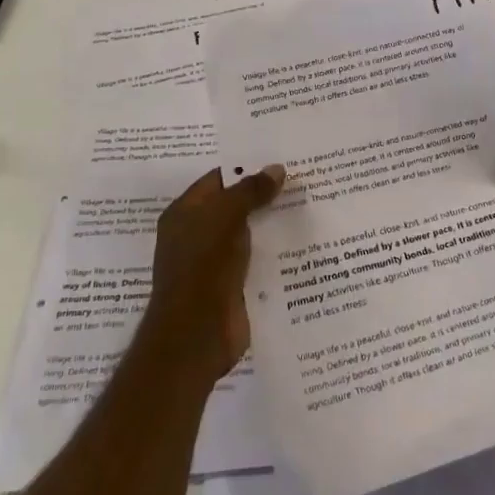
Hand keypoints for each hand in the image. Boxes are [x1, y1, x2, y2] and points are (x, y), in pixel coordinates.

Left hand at [145, 163, 284, 380]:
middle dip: (264, 194)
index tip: (281, 159)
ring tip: (309, 204)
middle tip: (302, 178)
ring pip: (248, 234)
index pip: (218, 180)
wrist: (197, 336)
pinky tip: (303, 241)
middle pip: (234, 206)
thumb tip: (276, 168)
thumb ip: (250, 191)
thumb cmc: (202, 266)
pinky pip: (256, 260)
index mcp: (184, 213)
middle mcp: (196, 235)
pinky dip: (275, 251)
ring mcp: (214, 263)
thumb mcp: (225, 217)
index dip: (246, 167)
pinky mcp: (233, 286)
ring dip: (273, 223)